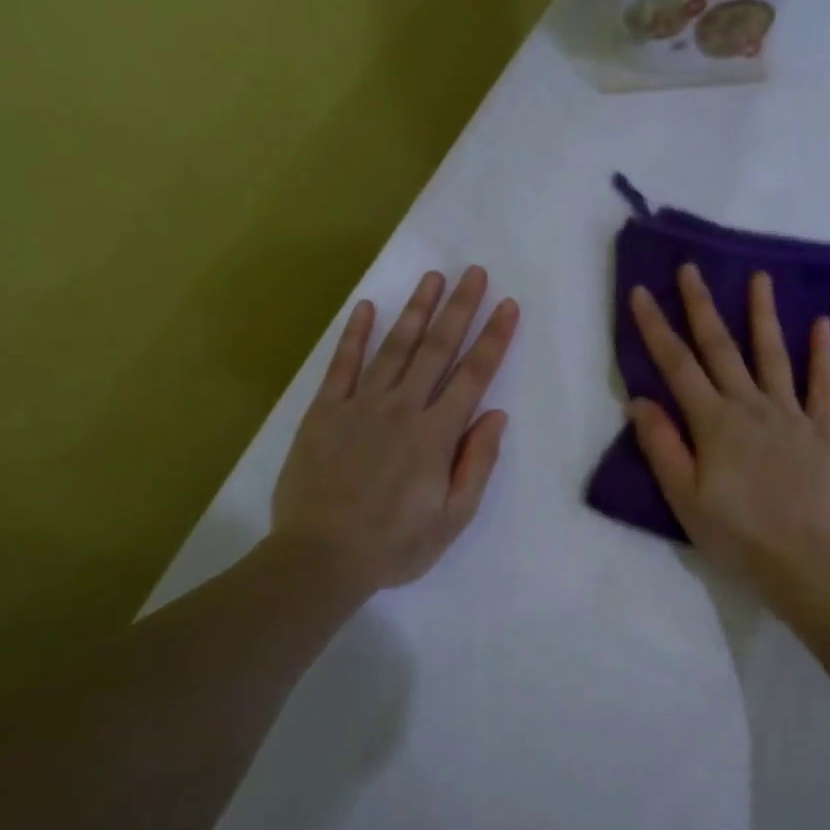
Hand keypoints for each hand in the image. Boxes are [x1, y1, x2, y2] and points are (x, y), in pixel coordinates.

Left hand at [272, 267, 518, 594]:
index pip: (473, 377)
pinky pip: (342, 365)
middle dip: (460, 309)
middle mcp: (402, 409)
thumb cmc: (395, 545)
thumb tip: (496, 416)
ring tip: (433, 277)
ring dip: (416, 310)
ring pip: (394, 348)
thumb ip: (476, 464)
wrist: (321, 557)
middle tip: (475, 272)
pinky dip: (355, 335)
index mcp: (436, 436)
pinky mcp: (324, 411)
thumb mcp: (453, 518)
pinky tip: (367, 307)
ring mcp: (360, 406)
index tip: (508, 306)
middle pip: (436, 350)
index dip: (493, 339)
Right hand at [628, 264, 829, 594]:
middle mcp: (751, 407)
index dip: (656, 329)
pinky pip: (823, 386)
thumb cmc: (735, 534)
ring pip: (774, 356)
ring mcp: (791, 415)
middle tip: (691, 269)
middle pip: (722, 349)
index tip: (640, 293)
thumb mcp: (684, 497)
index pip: (678, 366)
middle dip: (702, 307)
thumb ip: (662, 446)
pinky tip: (821, 325)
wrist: (802, 560)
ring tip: (760, 278)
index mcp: (714, 423)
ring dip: (764, 315)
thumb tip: (640, 400)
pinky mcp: (822, 432)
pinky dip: (822, 354)